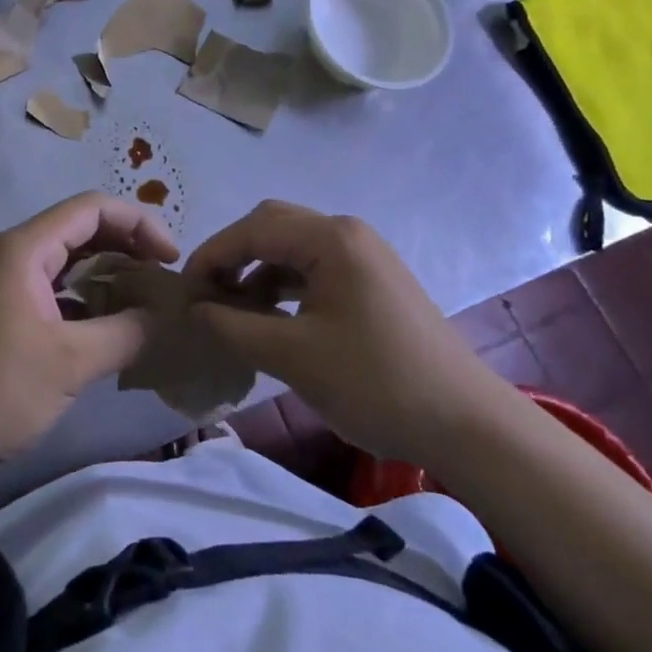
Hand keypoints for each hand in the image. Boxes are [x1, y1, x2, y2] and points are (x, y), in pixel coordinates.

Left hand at [0, 192, 178, 471]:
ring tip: (146, 300)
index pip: (92, 209)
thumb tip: (165, 316)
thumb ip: (125, 332)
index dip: (138, 223)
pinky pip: (56, 290)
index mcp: (25, 248)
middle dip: (127, 246)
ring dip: (108, 273)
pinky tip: (111, 326)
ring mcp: (6, 284)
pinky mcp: (4, 312)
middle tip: (164, 278)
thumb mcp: (70, 362)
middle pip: (81, 229)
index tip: (171, 258)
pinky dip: (87, 299)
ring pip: (69, 261)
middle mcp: (14, 254)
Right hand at [187, 200, 511, 462]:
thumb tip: (194, 309)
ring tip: (232, 310)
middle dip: (233, 256)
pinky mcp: (373, 281)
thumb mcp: (293, 356)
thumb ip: (233, 327)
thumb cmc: (376, 383)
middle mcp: (347, 233)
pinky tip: (270, 317)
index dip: (212, 255)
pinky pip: (315, 269)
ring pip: (293, 248)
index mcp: (331, 238)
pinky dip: (284, 286)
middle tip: (207, 294)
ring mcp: (364, 255)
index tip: (184, 291)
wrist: (467, 424)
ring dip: (258, 272)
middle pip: (273, 226)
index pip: (253, 229)